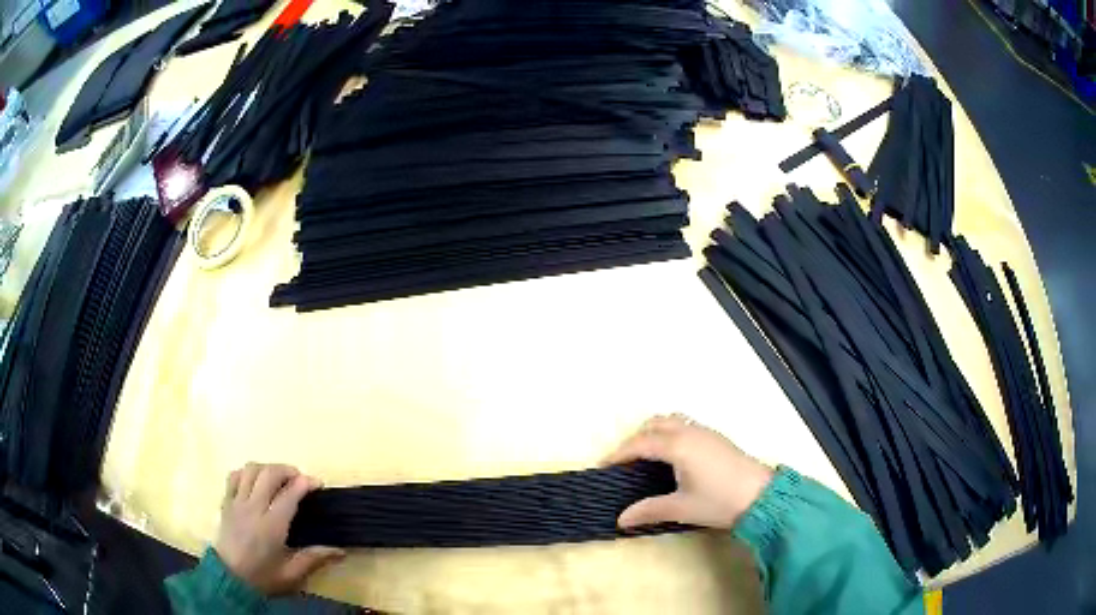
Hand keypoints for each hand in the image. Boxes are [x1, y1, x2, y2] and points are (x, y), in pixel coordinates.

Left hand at [216, 463, 344, 595]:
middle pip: (269, 474)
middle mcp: (253, 508)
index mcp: (271, 527)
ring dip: (267, 468)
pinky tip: (255, 481)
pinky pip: (234, 476)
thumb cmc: (263, 577)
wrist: (229, 579)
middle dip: (287, 470)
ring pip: (250, 470)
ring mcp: (236, 503)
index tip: (317, 483)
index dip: (305, 483)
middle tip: (299, 478)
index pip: (289, 495)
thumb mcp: (291, 574)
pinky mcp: (226, 502)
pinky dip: (247, 472)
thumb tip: (340, 550)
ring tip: (278, 477)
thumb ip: (314, 558)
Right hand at [605, 414, 774, 529]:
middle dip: (636, 439)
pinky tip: (673, 458)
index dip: (619, 454)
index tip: (603, 467)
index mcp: (678, 445)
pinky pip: (685, 426)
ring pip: (672, 421)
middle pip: (654, 424)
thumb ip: (649, 510)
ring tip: (647, 458)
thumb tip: (621, 519)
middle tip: (625, 463)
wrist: (761, 496)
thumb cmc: (719, 501)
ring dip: (655, 433)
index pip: (640, 443)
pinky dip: (670, 434)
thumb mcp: (681, 508)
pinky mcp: (717, 438)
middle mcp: (689, 431)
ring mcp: (705, 432)